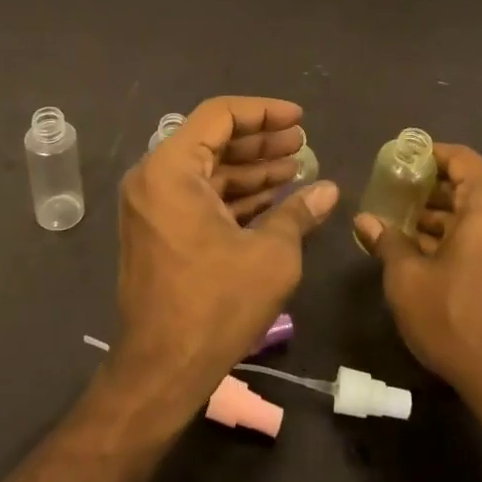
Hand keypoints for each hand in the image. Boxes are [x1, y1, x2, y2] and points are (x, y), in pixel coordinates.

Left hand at [105, 96, 338, 420]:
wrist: (161, 370)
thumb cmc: (215, 304)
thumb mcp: (270, 255)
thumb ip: (298, 213)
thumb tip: (329, 190)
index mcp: (171, 169)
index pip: (219, 116)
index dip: (264, 111)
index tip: (299, 119)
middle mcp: (153, 178)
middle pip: (212, 140)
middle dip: (260, 141)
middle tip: (302, 143)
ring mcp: (152, 205)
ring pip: (207, 170)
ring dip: (250, 168)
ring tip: (295, 167)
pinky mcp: (158, 230)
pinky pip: (198, 196)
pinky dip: (233, 194)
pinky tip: (272, 198)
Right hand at [353, 143, 481, 406]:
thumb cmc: (454, 319)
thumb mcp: (407, 278)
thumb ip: (387, 241)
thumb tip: (365, 220)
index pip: (463, 160)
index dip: (431, 154)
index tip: (402, 161)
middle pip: (472, 185)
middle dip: (432, 188)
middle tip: (396, 194)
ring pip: (481, 214)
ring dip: (445, 215)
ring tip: (405, 225)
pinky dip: (462, 235)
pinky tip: (429, 253)